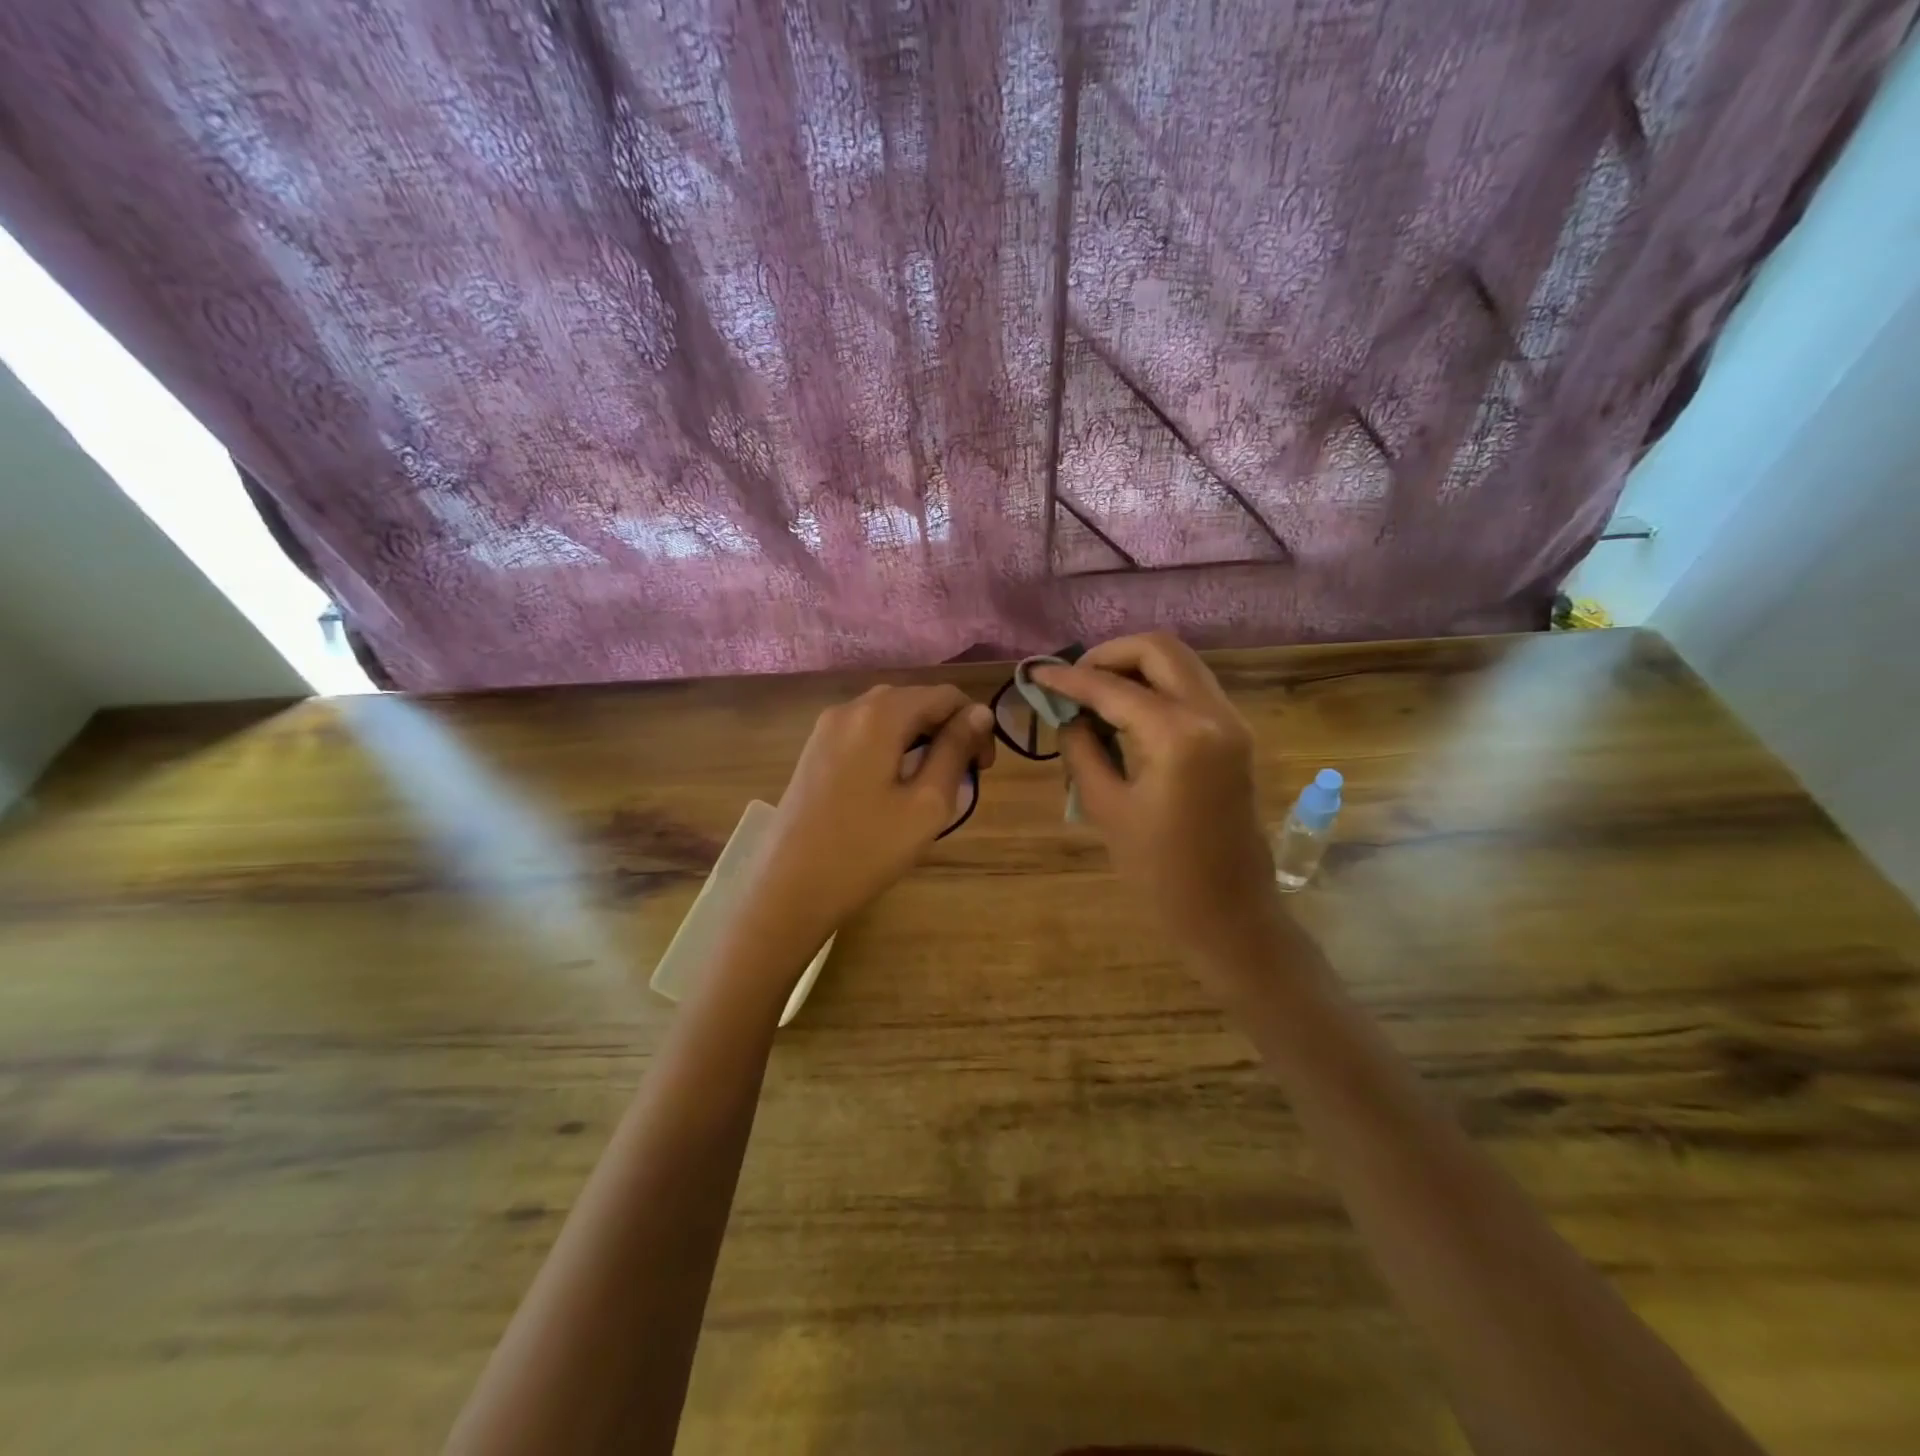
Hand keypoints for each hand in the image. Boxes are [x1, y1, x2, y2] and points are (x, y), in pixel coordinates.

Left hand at [749, 685, 994, 943]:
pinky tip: (895, 785)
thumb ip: (955, 750)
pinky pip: (865, 732)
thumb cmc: (867, 849)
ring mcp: (826, 728)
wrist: (789, 889)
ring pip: (889, 716)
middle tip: (963, 778)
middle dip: (946, 729)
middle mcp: (850, 708)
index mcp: (880, 714)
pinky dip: (891, 746)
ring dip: (920, 738)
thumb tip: (979, 713)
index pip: (944, 695)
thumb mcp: (927, 803)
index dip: (974, 724)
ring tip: (932, 783)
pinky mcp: (814, 750)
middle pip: (915, 700)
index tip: (983, 769)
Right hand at [1032, 632, 1278, 972]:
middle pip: (1158, 649)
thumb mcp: (1106, 807)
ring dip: (1134, 667)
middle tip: (1073, 682)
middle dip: (1109, 655)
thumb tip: (1067, 714)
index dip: (1069, 679)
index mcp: (1179, 735)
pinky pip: (1191, 687)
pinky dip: (1155, 685)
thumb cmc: (1160, 873)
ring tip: (1093, 695)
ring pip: (1179, 662)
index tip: (1035, 674)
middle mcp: (1212, 713)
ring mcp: (1231, 721)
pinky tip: (1124, 711)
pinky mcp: (1234, 734)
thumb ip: (1082, 748)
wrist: (1229, 913)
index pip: (1113, 687)